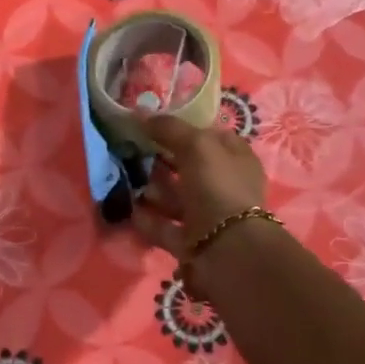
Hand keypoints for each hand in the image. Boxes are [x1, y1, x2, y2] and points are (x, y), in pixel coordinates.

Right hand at [131, 113, 268, 275]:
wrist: (225, 249)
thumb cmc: (217, 187)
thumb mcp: (196, 146)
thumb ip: (169, 128)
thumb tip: (142, 114)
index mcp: (236, 159)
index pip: (212, 137)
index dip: (186, 129)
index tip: (155, 125)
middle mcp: (224, 186)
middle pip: (190, 168)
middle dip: (164, 160)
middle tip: (134, 151)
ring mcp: (208, 215)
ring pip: (176, 198)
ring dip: (153, 190)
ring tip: (128, 179)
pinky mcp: (191, 241)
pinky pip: (164, 226)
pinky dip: (147, 219)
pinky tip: (129, 209)